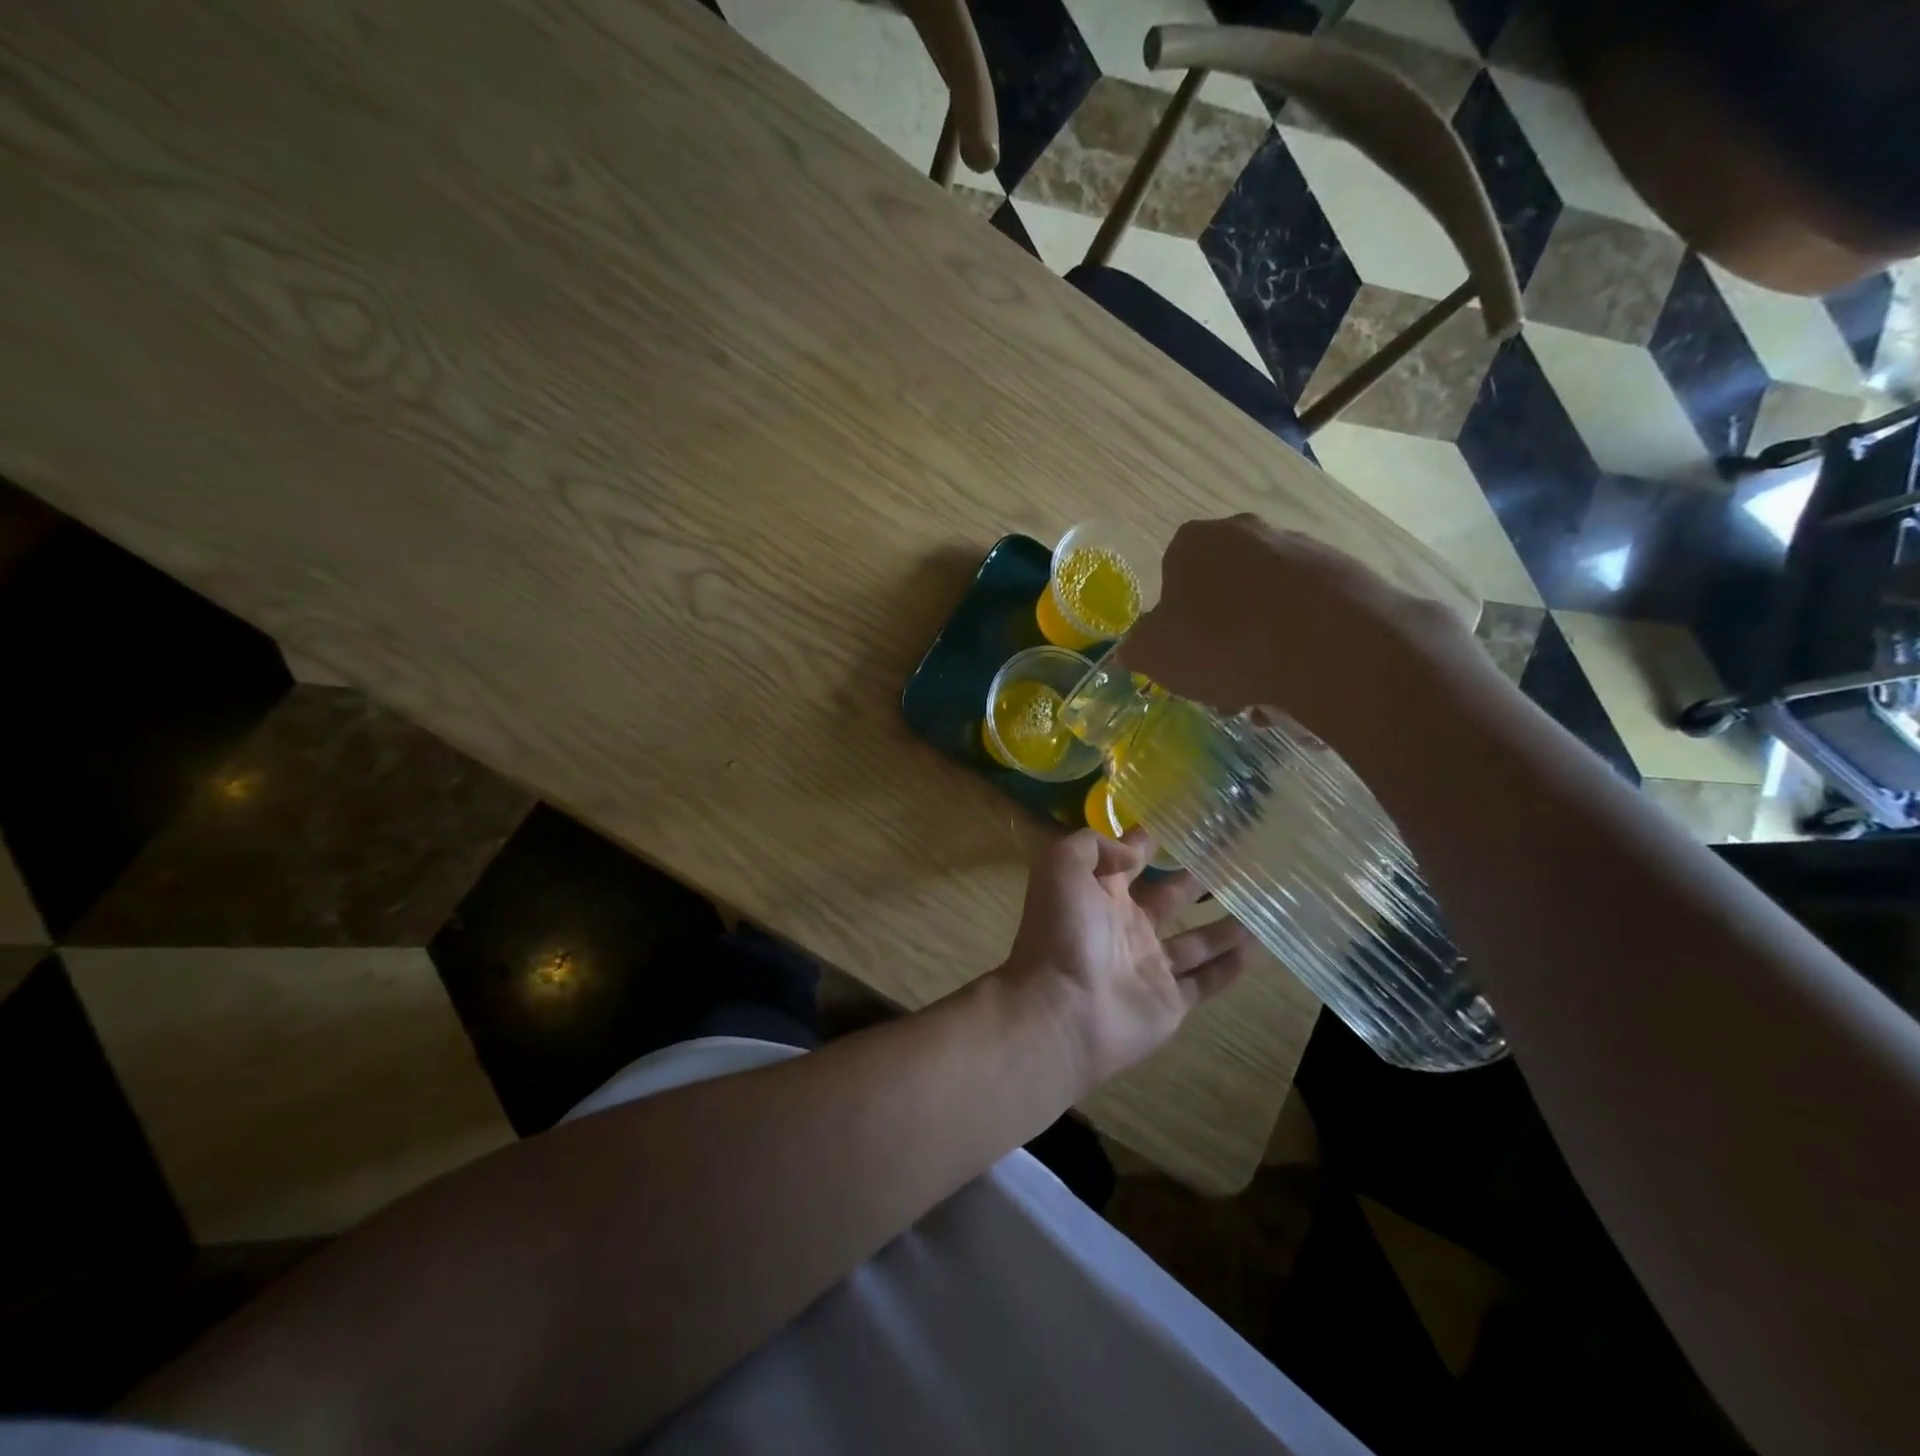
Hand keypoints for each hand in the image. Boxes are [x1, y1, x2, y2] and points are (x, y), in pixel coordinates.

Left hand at [999, 828, 1250, 1091]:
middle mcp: (1126, 925)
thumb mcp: (1061, 867)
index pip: (1131, 858)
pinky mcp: (1168, 1002)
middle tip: (1239, 860)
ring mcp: (1148, 966)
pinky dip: (1228, 968)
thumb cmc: (1062, 932)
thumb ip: (1094, 846)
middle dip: (1198, 877)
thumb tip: (1131, 852)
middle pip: (1170, 896)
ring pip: (1195, 940)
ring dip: (1225, 925)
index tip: (1189, 820)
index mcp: (1100, 893)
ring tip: (1261, 903)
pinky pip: (1204, 982)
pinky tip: (1257, 949)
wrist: (1062, 1011)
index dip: (1153, 839)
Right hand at [1120, 515, 1473, 741]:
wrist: (1328, 647)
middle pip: (1222, 593)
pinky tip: (1299, 683)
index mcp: (1196, 542)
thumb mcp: (1154, 655)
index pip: (1171, 577)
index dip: (1174, 623)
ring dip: (1258, 648)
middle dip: (1219, 638)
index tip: (1184, 658)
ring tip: (1264, 696)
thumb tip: (1133, 650)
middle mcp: (1248, 532)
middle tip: (1221, 683)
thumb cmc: (1221, 644)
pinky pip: (1308, 617)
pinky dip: (1299, 647)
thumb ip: (1136, 649)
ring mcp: (1303, 550)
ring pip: (1266, 608)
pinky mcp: (1347, 575)